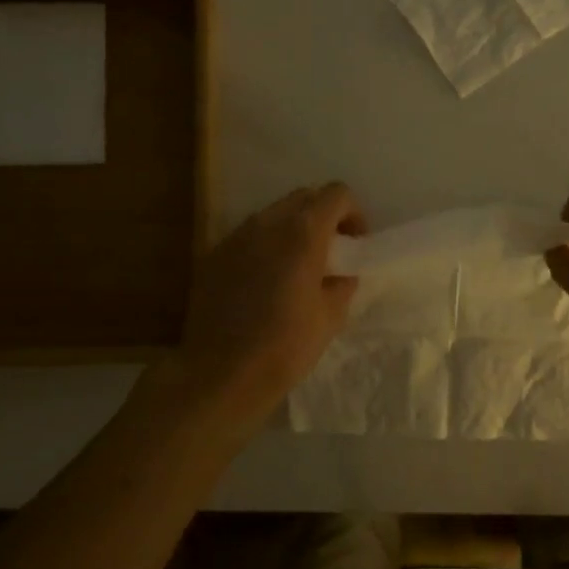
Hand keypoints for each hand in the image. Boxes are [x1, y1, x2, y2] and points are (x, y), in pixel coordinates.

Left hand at [174, 182, 364, 426]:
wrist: (222, 374)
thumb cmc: (286, 346)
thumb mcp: (331, 316)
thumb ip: (342, 283)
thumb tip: (340, 273)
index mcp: (303, 233)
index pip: (336, 194)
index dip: (353, 213)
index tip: (355, 244)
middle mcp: (267, 223)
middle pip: (303, 197)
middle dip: (322, 217)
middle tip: (330, 252)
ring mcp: (235, 237)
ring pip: (272, 215)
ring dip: (291, 230)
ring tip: (296, 268)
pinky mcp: (213, 256)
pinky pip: (247, 238)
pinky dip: (264, 247)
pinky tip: (265, 283)